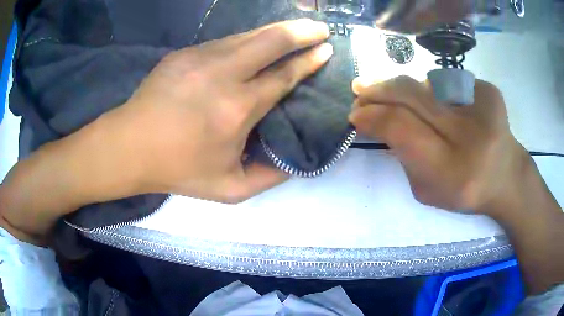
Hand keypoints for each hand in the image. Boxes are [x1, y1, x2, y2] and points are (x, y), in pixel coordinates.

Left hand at [111, 19, 332, 202]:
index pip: (284, 75)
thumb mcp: (230, 189)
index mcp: (238, 108)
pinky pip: (224, 42)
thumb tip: (294, 161)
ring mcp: (200, 58)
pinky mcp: (184, 53)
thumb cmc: (178, 170)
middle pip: (271, 41)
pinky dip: (245, 41)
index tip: (326, 49)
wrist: (130, 146)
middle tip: (320, 27)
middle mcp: (223, 74)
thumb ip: (269, 177)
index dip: (309, 60)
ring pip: (248, 36)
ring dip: (275, 31)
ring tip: (294, 29)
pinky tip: (252, 45)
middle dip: (301, 31)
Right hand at [349, 76, 529, 213]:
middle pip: (412, 95)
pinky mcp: (489, 90)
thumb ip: (402, 156)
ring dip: (403, 87)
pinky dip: (432, 88)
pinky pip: (447, 81)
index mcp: (452, 170)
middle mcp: (470, 133)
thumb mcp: (426, 190)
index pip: (400, 127)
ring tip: (390, 92)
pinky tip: (431, 99)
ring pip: (426, 83)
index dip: (373, 116)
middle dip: (380, 90)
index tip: (355, 113)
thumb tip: (377, 117)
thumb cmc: (464, 190)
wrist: (505, 176)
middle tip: (360, 89)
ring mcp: (483, 105)